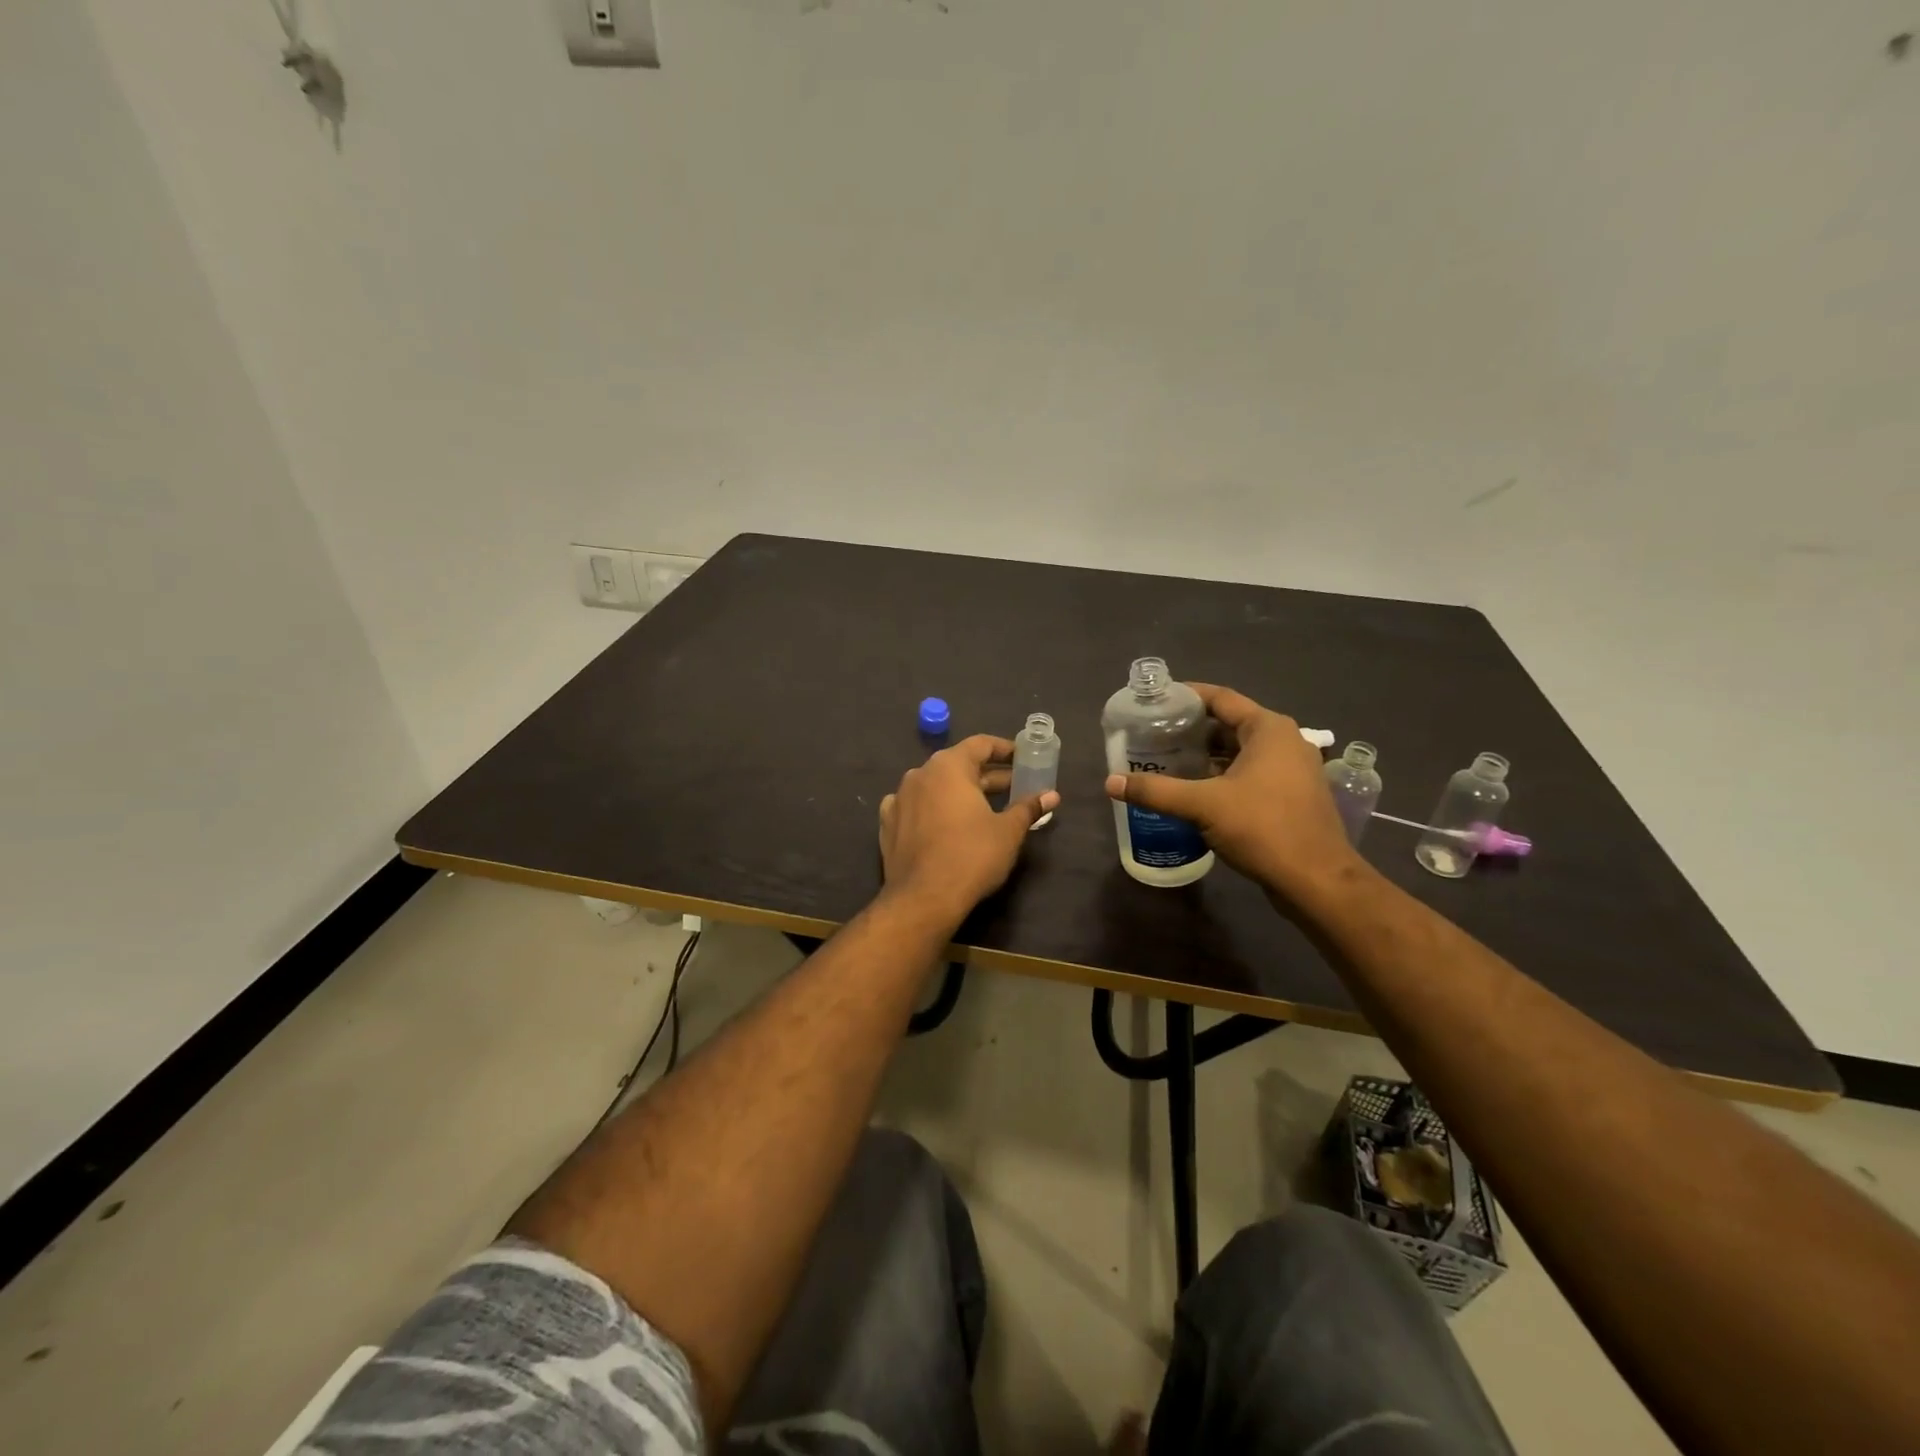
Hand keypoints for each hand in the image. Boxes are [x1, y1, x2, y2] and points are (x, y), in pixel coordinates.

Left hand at [879, 734, 1059, 926]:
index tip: (1023, 758)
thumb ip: (1028, 807)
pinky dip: (933, 808)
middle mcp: (920, 774)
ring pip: (936, 786)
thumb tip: (1052, 795)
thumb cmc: (972, 856)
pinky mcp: (888, 824)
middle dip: (988, 775)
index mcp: (949, 766)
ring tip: (984, 807)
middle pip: (959, 765)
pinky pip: (915, 806)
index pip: (980, 744)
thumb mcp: (1008, 831)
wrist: (923, 899)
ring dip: (960, 792)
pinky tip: (943, 821)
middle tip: (1014, 787)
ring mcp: (899, 798)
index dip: (1004, 749)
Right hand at [1103, 683, 1359, 898]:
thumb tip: (1110, 783)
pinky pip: (1251, 774)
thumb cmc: (1263, 828)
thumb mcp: (1202, 806)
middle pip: (1230, 725)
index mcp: (1268, 729)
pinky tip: (1195, 792)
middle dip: (1192, 731)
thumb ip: (1156, 791)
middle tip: (1154, 736)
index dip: (1186, 696)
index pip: (1221, 698)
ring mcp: (1293, 770)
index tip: (1156, 702)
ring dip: (1206, 756)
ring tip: (1168, 762)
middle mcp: (1285, 741)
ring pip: (1240, 752)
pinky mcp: (1292, 796)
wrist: (1317, 880)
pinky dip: (1223, 776)